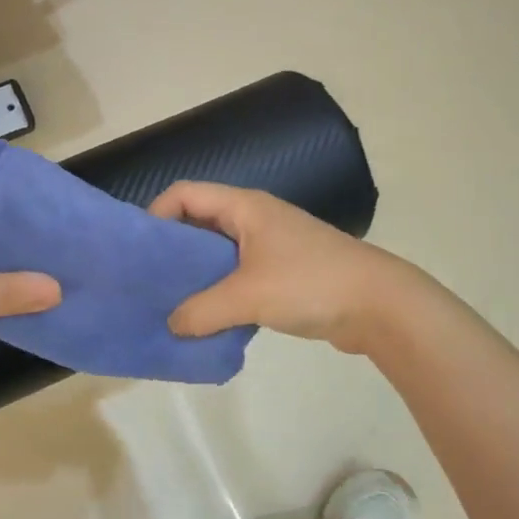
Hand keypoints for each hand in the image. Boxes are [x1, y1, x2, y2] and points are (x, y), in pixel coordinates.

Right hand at [149, 182, 433, 355]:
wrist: (380, 305)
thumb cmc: (309, 283)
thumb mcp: (247, 296)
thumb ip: (201, 310)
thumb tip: (171, 324)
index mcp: (244, 206)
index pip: (185, 193)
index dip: (156, 213)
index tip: (139, 249)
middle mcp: (254, 217)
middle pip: (199, 221)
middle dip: (172, 248)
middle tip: (147, 281)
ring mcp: (271, 245)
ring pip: (219, 252)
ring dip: (196, 274)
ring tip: (171, 303)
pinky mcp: (283, 272)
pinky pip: (238, 274)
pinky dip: (219, 291)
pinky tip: (207, 319)